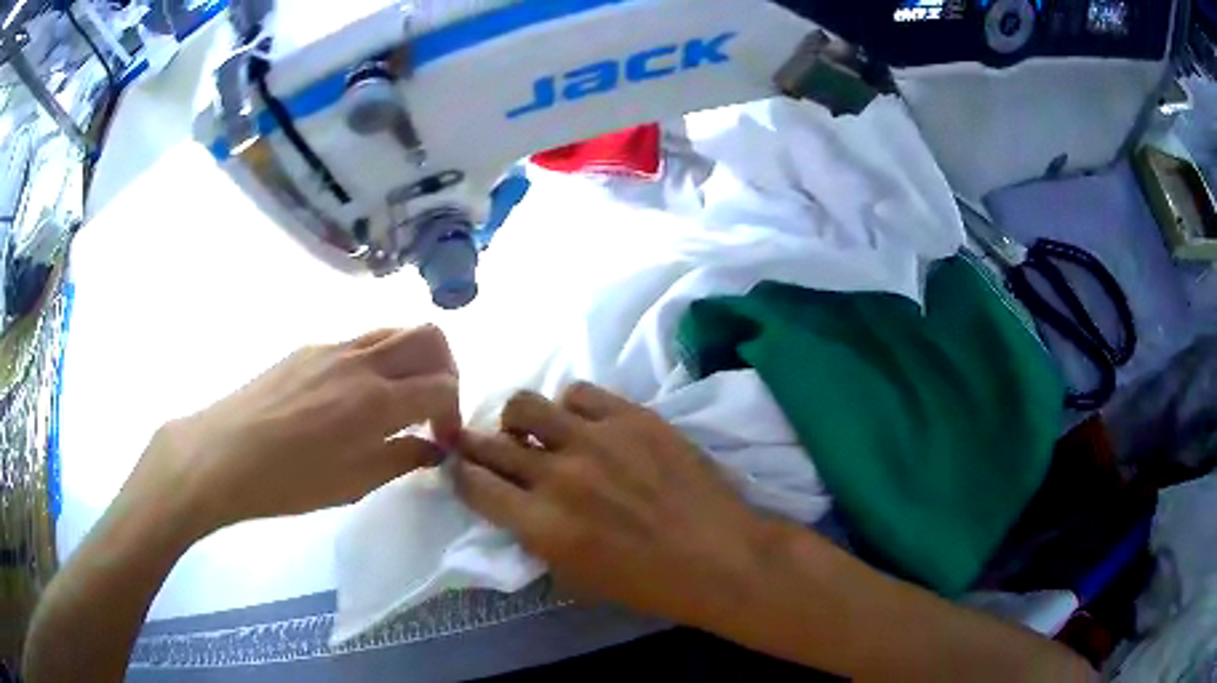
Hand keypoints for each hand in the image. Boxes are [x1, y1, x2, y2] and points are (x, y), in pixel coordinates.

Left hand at [132, 326, 460, 537]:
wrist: (224, 453)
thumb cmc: (290, 481)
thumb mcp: (353, 484)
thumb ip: (402, 460)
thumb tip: (434, 449)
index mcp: (377, 401)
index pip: (442, 386)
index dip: (454, 413)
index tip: (444, 440)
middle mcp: (362, 361)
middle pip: (429, 335)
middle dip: (447, 368)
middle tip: (433, 406)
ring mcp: (333, 348)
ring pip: (393, 330)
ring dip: (412, 359)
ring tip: (398, 399)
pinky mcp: (309, 348)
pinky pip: (359, 342)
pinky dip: (377, 361)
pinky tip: (353, 399)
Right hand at [453, 383, 768, 627]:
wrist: (720, 556)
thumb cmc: (649, 583)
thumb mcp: (576, 580)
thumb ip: (537, 540)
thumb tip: (516, 508)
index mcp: (542, 525)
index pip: (476, 485)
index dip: (461, 475)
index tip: (461, 469)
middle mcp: (558, 476)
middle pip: (491, 443)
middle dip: (475, 444)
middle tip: (481, 445)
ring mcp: (596, 440)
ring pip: (526, 404)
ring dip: (520, 420)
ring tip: (535, 431)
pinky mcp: (631, 416)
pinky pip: (580, 392)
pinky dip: (571, 407)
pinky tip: (583, 423)